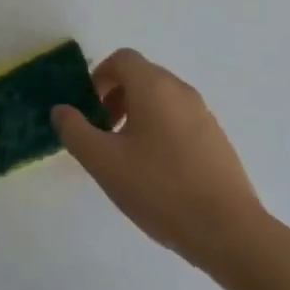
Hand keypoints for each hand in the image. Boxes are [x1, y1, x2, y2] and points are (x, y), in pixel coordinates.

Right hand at [52, 48, 268, 272]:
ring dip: (137, 115)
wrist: (228, 230)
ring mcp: (203, 114)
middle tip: (103, 133)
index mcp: (154, 86)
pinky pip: (179, 119)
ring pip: (161, 99)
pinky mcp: (216, 139)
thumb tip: (61, 110)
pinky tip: (157, 173)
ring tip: (127, 157)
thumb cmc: (159, 189)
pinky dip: (160, 130)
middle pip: (142, 76)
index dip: (99, 77)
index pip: (122, 59)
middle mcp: (181, 90)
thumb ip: (75, 131)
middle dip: (115, 97)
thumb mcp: (104, 162)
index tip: (89, 110)